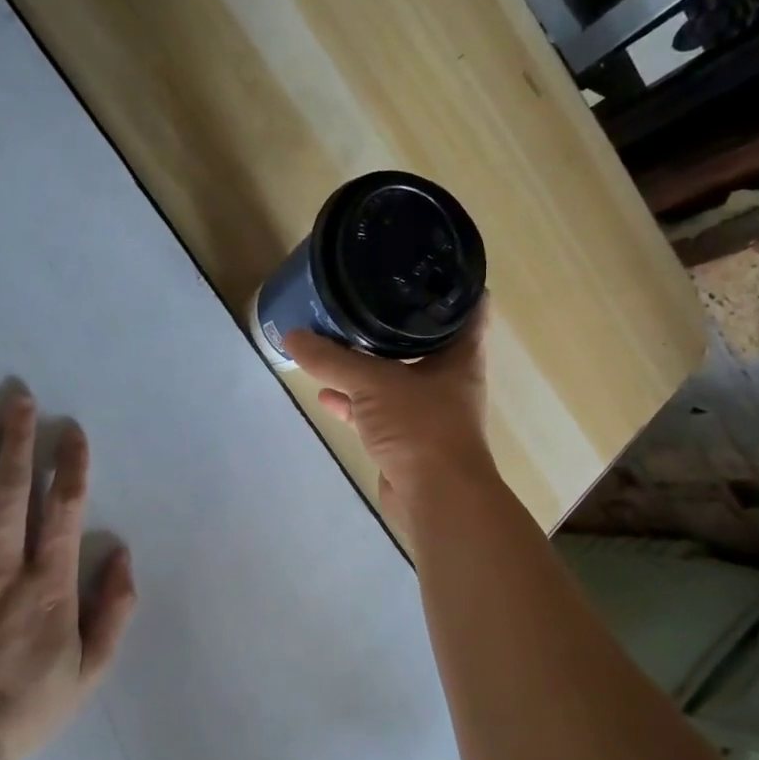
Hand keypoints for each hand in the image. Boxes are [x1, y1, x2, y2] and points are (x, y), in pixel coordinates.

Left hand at [0, 396, 136, 759]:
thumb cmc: (28, 706)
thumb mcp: (92, 667)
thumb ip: (114, 609)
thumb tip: (123, 554)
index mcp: (49, 585)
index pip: (63, 510)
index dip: (70, 465)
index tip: (71, 430)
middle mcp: (2, 568)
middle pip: (9, 491)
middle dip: (16, 439)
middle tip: (17, 395)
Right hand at [284, 303, 494, 524]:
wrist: (435, 498)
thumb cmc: (420, 427)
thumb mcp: (374, 383)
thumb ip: (332, 359)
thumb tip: (292, 336)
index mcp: (460, 355)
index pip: (466, 306)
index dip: (451, 282)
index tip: (424, 261)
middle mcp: (449, 378)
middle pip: (423, 341)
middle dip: (394, 322)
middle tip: (364, 294)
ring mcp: (428, 410)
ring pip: (395, 378)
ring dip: (368, 365)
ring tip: (335, 340)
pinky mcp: (407, 438)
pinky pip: (378, 411)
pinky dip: (354, 403)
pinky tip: (326, 394)